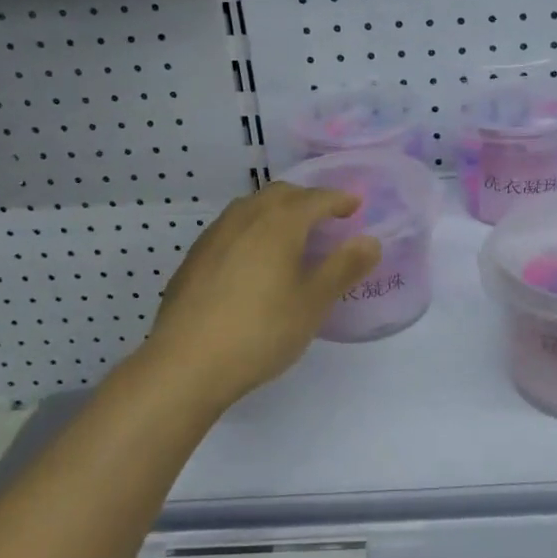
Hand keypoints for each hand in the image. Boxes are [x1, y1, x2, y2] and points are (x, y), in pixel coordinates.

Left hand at [145, 183, 381, 409]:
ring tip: (291, 234)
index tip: (356, 204)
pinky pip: (231, 228)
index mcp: (279, 222)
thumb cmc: (261, 330)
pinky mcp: (194, 257)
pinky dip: (252, 230)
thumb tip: (370, 241)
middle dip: (307, 199)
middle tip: (326, 217)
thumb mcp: (313, 302)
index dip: (339, 199)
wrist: (186, 363)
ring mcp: (214, 235)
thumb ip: (344, 267)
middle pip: (281, 194)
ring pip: (251, 207)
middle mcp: (245, 217)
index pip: (316, 198)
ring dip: (276, 211)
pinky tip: (253, 259)